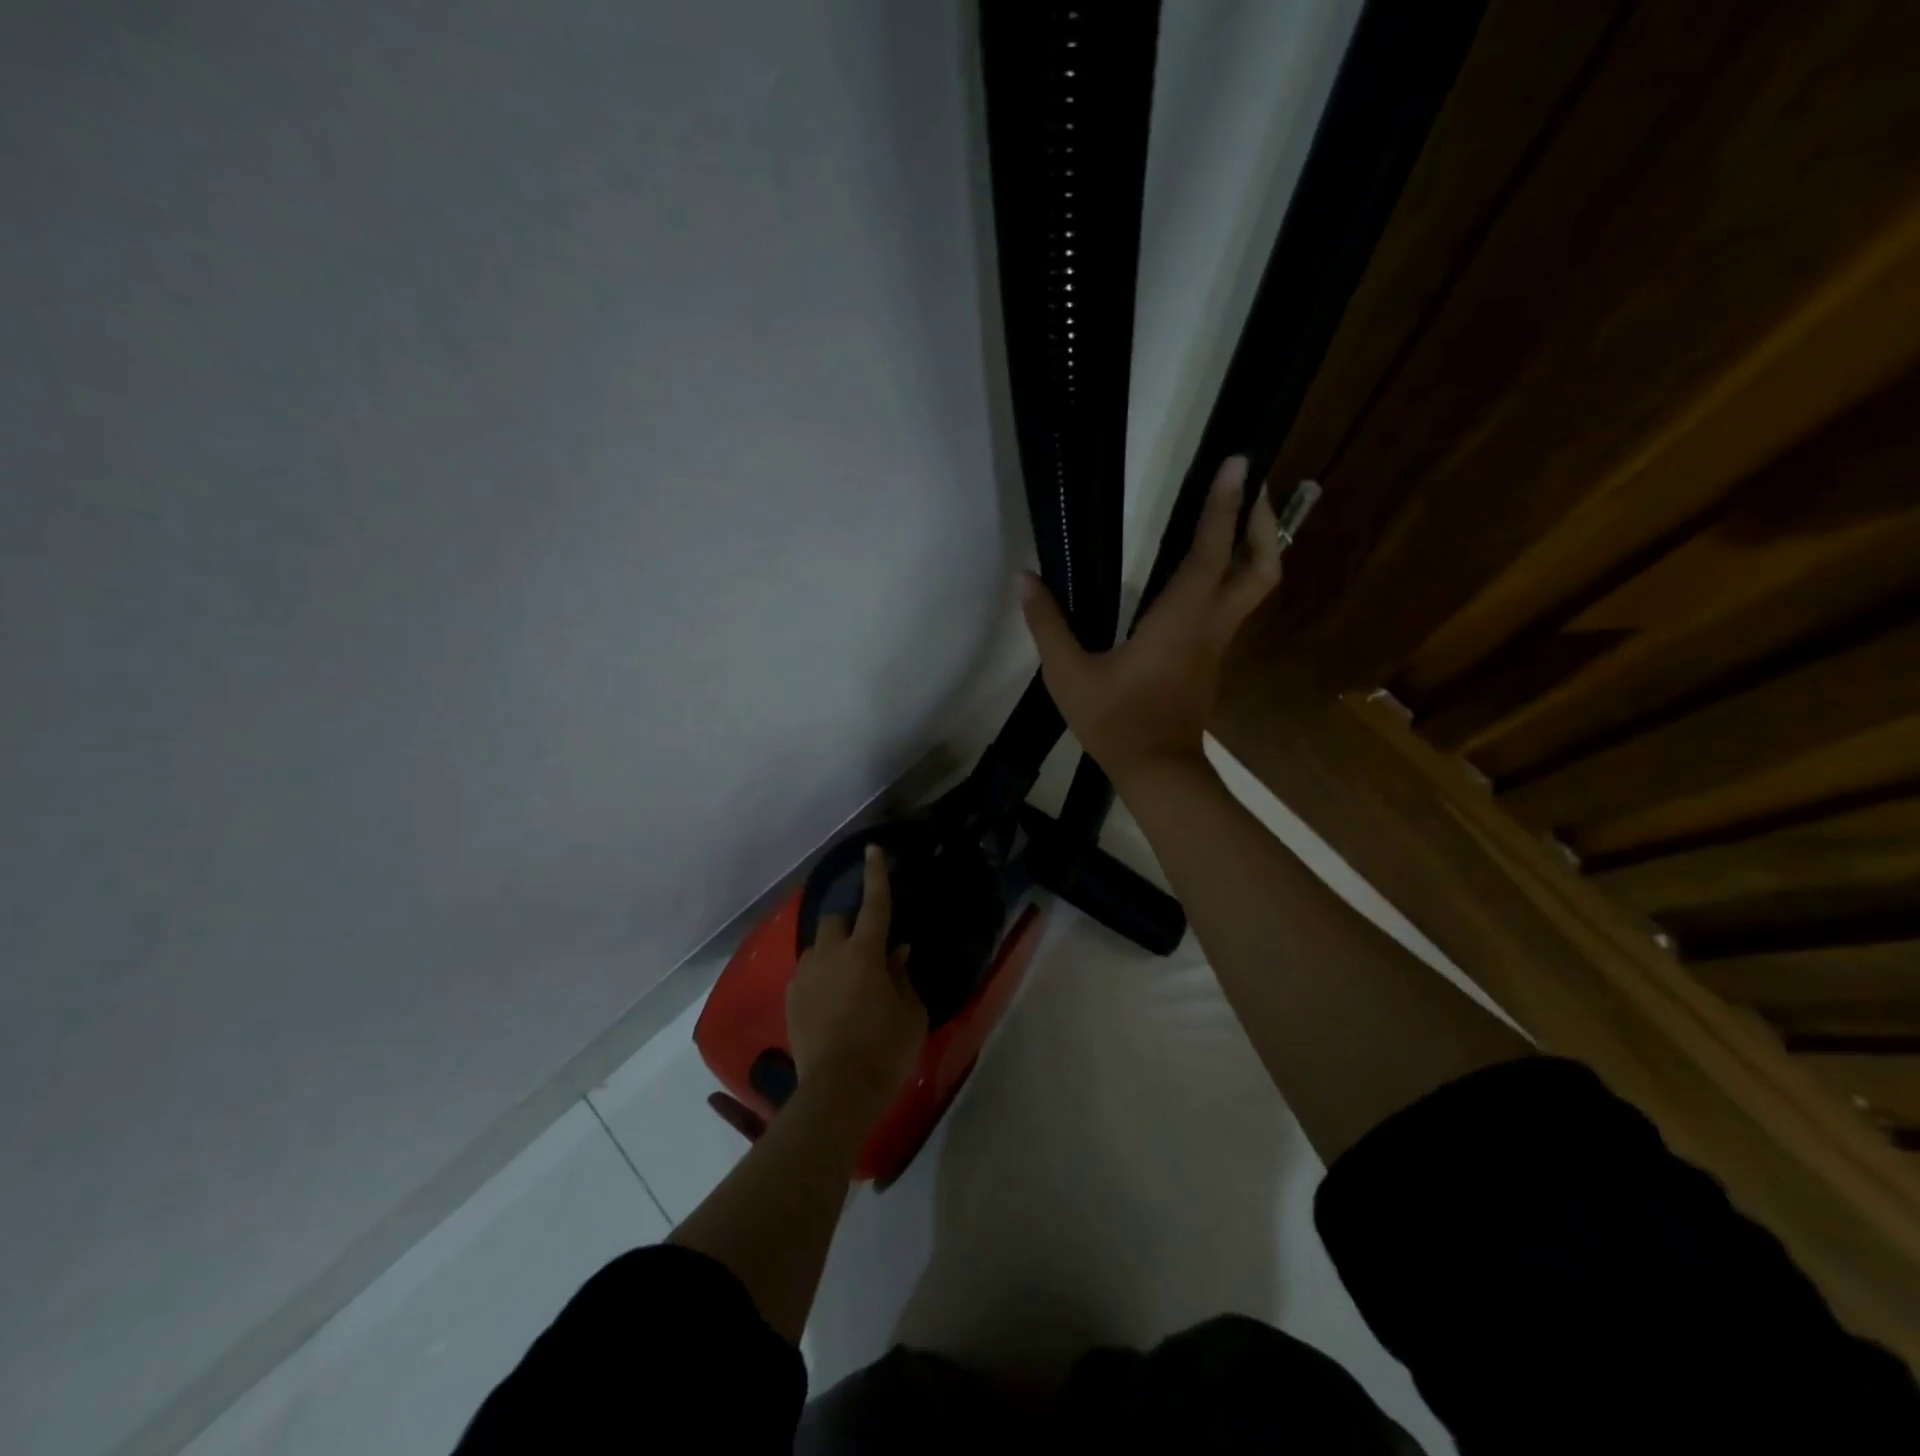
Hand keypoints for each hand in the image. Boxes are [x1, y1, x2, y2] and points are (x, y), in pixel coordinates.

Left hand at [787, 845, 927, 1115]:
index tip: (874, 849)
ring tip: (847, 981)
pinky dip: (821, 977)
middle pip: (835, 920)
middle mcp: (830, 955)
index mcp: (865, 953)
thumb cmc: (885, 1050)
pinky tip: (832, 1004)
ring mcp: (805, 977)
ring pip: (818, 948)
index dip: (876, 875)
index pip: (874, 904)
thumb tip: (897, 952)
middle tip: (866, 949)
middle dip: (850, 925)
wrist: (837, 1093)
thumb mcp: (911, 1013)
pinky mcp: (791, 999)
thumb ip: (903, 976)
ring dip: (833, 953)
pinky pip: (807, 974)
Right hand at [1020, 455, 1280, 787]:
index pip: (1210, 551)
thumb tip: (1025, 579)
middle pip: (1261, 567)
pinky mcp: (1212, 660)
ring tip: (1237, 519)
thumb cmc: (1116, 721)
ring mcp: (1217, 645)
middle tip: (1252, 489)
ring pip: (1254, 588)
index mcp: (1180, 619)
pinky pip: (1234, 607)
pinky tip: (1206, 573)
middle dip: (1263, 524)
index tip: (1238, 463)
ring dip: (1255, 548)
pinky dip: (1233, 577)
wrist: (1157, 771)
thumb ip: (1047, 625)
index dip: (1223, 506)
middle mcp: (1210, 625)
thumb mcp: (1068, 674)